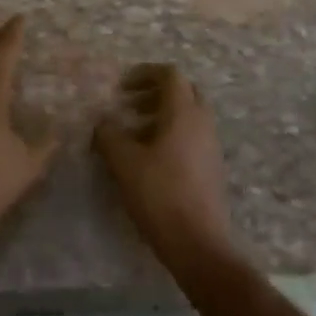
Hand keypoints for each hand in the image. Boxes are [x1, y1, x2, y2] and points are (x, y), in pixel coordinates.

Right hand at [94, 64, 234, 268]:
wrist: (198, 242)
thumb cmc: (160, 195)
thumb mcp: (124, 163)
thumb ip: (109, 136)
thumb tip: (102, 122)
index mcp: (184, 113)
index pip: (170, 75)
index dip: (145, 73)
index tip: (122, 86)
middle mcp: (203, 122)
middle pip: (183, 91)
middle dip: (155, 92)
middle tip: (129, 105)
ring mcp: (211, 145)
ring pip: (189, 115)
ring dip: (162, 115)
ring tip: (134, 134)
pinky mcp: (212, 166)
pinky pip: (192, 136)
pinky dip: (172, 134)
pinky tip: (151, 159)